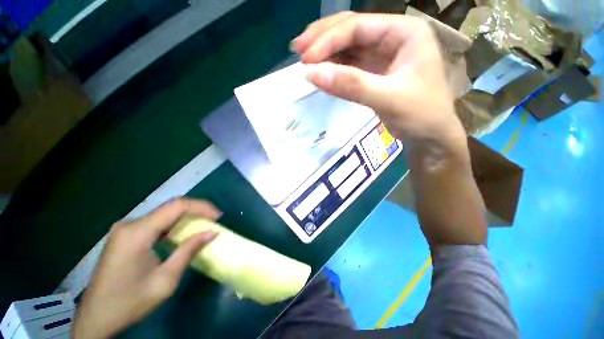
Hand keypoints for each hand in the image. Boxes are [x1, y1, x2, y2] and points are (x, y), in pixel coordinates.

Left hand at [72, 198, 221, 338]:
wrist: (96, 318)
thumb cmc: (129, 302)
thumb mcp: (165, 280)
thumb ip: (189, 251)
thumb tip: (212, 232)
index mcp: (137, 233)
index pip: (177, 206)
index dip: (202, 207)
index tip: (218, 217)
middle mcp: (130, 224)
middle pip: (171, 207)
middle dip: (196, 211)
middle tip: (213, 221)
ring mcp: (126, 229)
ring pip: (164, 213)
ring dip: (186, 217)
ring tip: (203, 225)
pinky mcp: (126, 235)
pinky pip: (156, 222)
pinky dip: (174, 225)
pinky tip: (182, 234)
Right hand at [292, 12, 466, 149]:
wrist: (429, 136)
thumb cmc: (421, 115)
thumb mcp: (389, 99)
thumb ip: (352, 85)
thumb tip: (312, 74)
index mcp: (404, 32)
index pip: (358, 27)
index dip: (329, 41)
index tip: (306, 59)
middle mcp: (392, 37)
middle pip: (351, 29)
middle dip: (323, 38)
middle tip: (298, 49)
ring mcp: (382, 55)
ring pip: (348, 46)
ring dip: (325, 51)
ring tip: (303, 58)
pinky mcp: (374, 72)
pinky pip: (350, 64)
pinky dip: (333, 67)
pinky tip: (320, 70)